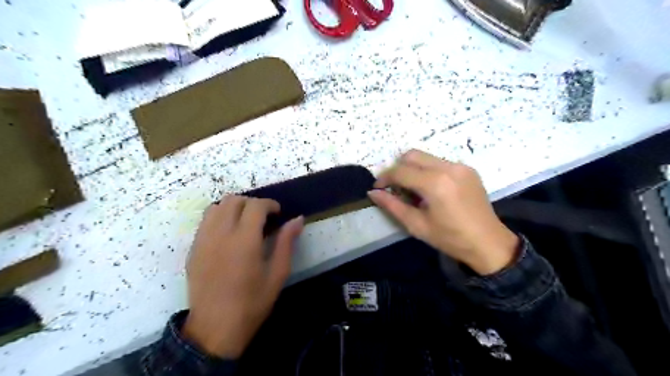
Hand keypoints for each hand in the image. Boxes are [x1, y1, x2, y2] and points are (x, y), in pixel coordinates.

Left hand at [181, 197, 300, 358]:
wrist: (215, 329)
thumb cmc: (252, 303)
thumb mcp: (277, 274)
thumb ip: (286, 242)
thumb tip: (298, 219)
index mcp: (244, 241)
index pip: (255, 206)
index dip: (269, 204)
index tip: (278, 213)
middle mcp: (220, 235)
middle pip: (233, 200)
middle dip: (252, 203)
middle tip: (263, 218)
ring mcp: (203, 241)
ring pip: (216, 207)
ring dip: (234, 207)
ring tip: (245, 222)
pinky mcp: (193, 249)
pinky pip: (205, 221)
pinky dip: (219, 217)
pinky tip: (229, 234)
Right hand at [368, 149, 519, 275]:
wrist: (488, 243)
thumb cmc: (450, 238)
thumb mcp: (416, 225)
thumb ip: (392, 206)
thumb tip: (372, 193)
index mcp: (435, 184)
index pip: (401, 171)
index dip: (385, 178)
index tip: (378, 188)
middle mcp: (448, 168)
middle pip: (412, 155)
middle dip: (398, 168)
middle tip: (394, 187)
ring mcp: (460, 166)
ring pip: (426, 157)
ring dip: (413, 168)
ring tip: (412, 189)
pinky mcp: (468, 169)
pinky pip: (440, 162)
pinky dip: (428, 171)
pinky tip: (430, 189)